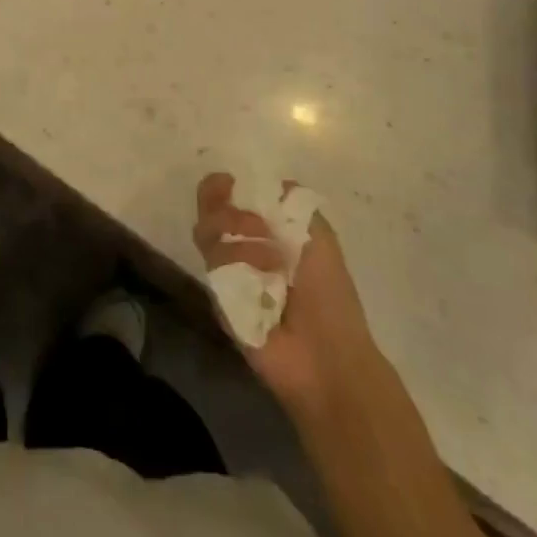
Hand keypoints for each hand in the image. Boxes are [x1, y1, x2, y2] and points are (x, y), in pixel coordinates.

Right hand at [194, 173, 382, 417]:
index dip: (220, 187)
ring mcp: (225, 275)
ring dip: (238, 240)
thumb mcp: (319, 235)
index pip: (225, 197)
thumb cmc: (329, 294)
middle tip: (253, 226)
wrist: (327, 355)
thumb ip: (292, 202)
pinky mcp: (218, 300)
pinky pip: (212, 271)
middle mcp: (238, 249)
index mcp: (262, 231)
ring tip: (270, 261)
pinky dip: (236, 270)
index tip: (227, 183)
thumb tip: (263, 181)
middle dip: (226, 210)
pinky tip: (260, 285)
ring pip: (206, 236)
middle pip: (208, 212)